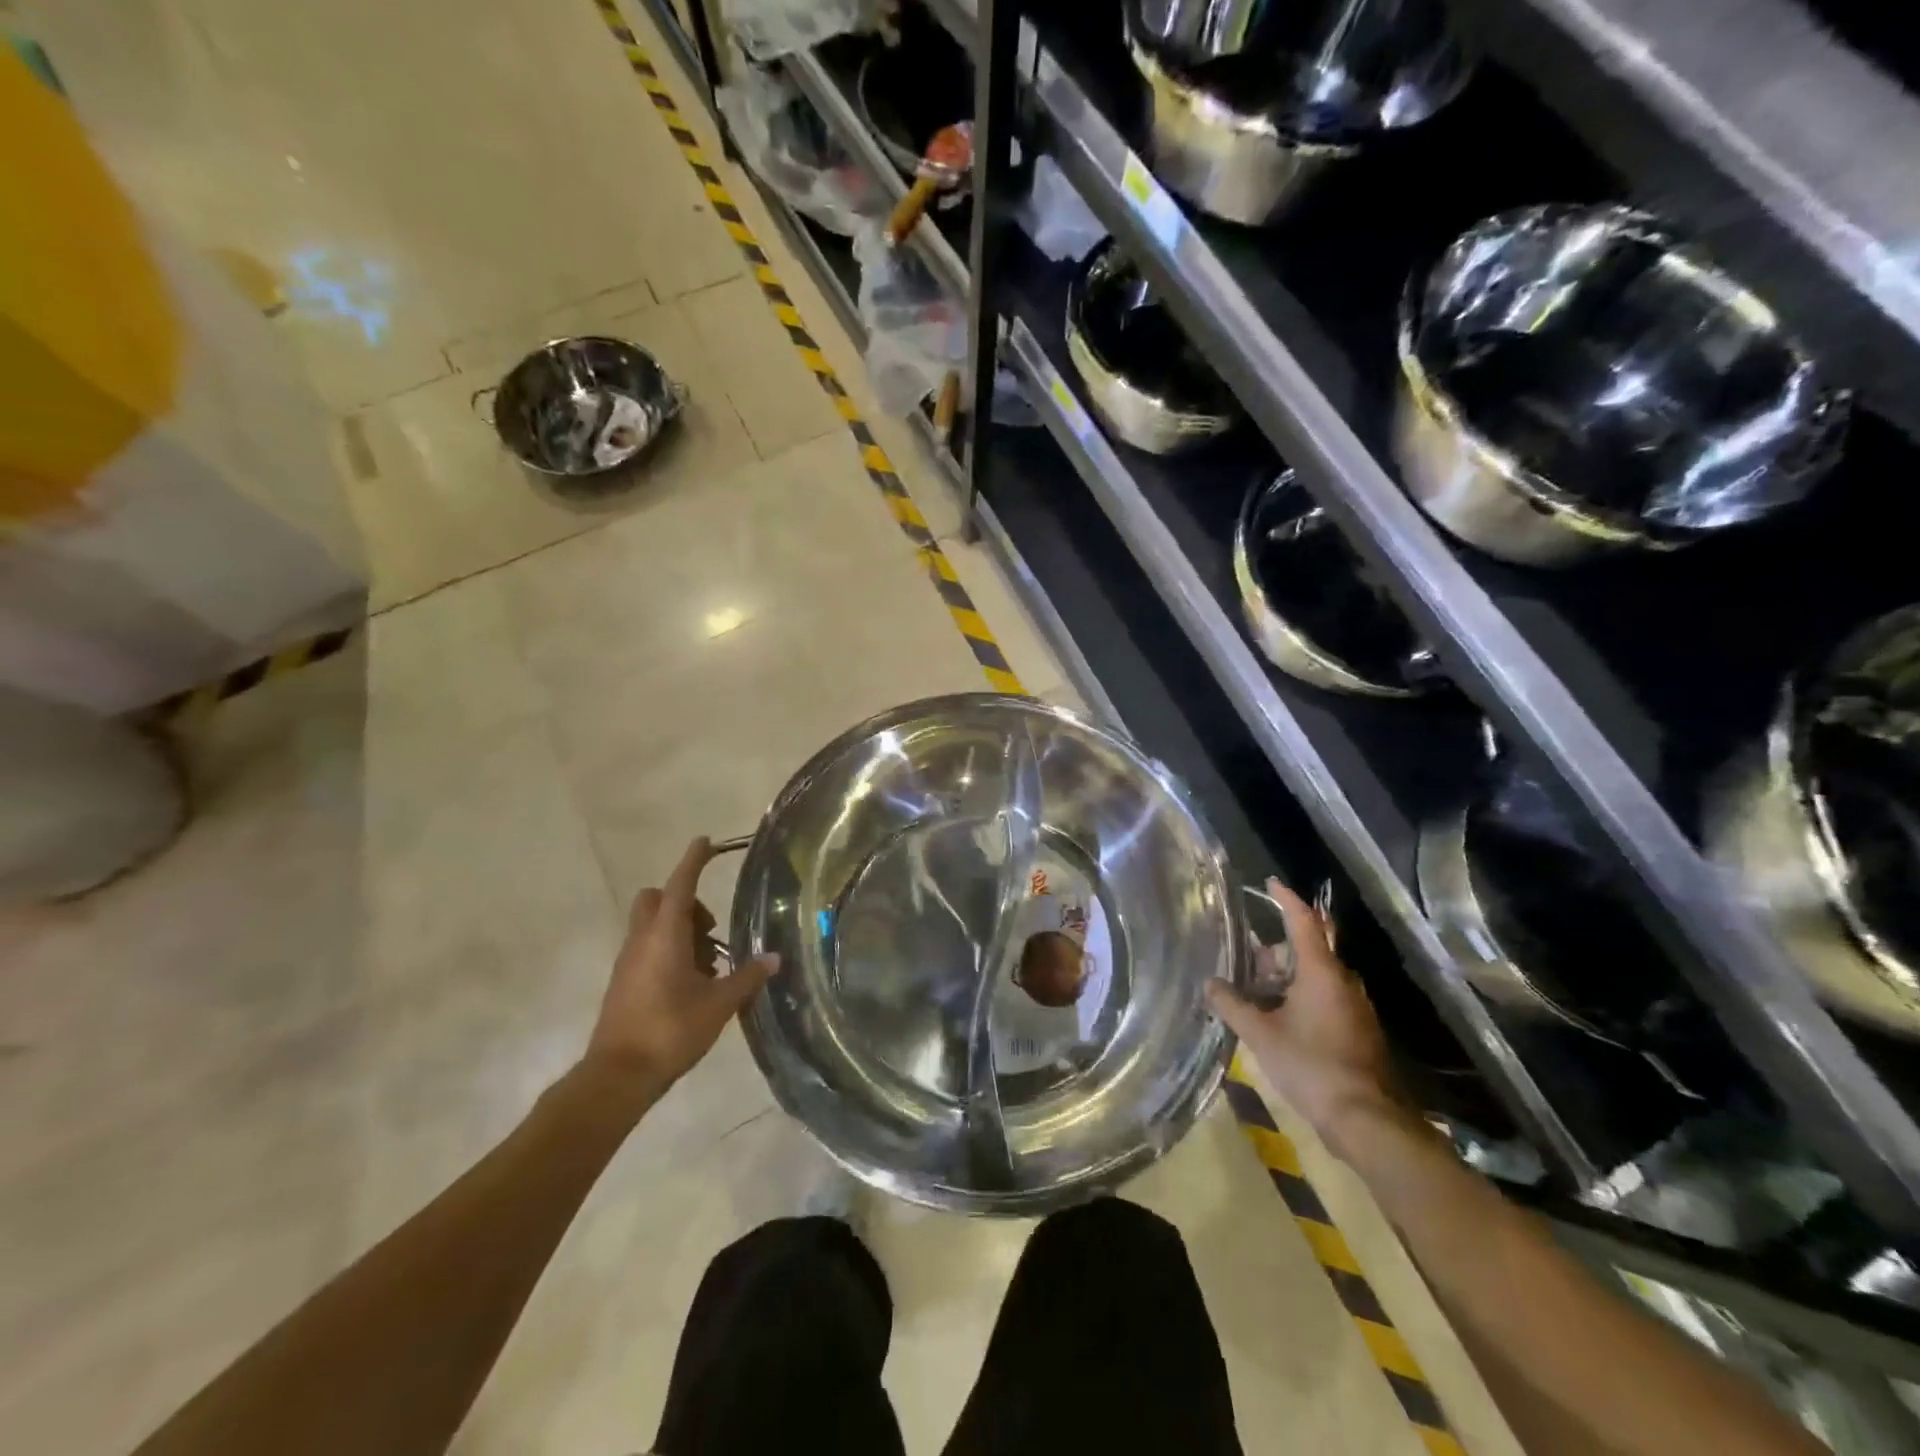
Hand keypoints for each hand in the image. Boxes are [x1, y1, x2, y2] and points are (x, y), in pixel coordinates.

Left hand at [583, 837, 777, 1098]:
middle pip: (657, 898)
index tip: (706, 842)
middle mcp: (642, 940)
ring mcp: (628, 960)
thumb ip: (747, 977)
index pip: (681, 884)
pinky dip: (668, 949)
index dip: (694, 861)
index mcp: (665, 936)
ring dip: (679, 928)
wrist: (617, 1076)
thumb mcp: (718, 1004)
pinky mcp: (623, 981)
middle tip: (710, 930)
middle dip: (685, 901)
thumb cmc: (670, 1032)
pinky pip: (646, 947)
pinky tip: (690, 982)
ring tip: (708, 964)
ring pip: (651, 924)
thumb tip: (774, 958)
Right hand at [1206, 878, 1407, 1158]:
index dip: (1286, 899)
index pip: (1303, 921)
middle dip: (1277, 952)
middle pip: (1308, 949)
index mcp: (1321, 972)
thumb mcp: (1261, 1034)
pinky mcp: (1359, 1029)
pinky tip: (1280, 1019)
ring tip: (1257, 996)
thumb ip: (1232, 1005)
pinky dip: (1301, 996)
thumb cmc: (1311, 1066)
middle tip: (1248, 965)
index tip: (1271, 882)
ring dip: (1288, 977)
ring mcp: (1355, 1006)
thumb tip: (1209, 984)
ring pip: (1317, 975)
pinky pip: (1326, 996)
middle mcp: (1343, 981)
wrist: (1366, 1119)